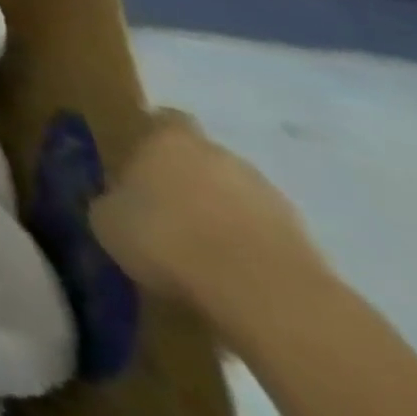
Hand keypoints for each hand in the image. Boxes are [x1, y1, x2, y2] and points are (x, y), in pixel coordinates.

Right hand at [90, 110, 321, 304]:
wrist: (265, 295)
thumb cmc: (167, 237)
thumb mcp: (109, 220)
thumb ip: (113, 203)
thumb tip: (118, 206)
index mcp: (170, 138)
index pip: (161, 120)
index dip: (150, 139)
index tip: (139, 164)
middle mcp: (221, 154)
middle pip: (203, 159)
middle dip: (189, 182)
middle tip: (168, 214)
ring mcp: (271, 197)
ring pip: (238, 198)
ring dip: (224, 218)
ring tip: (203, 255)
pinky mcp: (307, 243)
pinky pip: (266, 238)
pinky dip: (252, 253)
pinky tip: (234, 281)